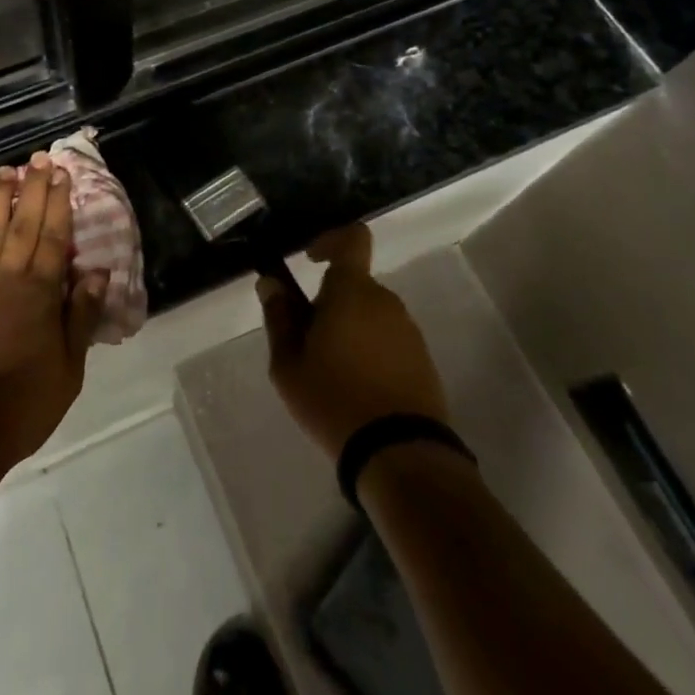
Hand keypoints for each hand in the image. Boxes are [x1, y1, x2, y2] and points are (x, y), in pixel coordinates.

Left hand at [0, 153, 109, 473]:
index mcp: (40, 293)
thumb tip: (98, 273)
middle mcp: (5, 279)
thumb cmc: (23, 405)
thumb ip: (81, 316)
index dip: (59, 204)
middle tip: (38, 160)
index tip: (62, 175)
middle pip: (22, 225)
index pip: (54, 237)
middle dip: (32, 190)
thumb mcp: (69, 368)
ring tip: (3, 173)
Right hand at [258, 224, 448, 456]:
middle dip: (329, 304)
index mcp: (353, 291)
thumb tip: (271, 283)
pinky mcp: (423, 361)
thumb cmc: (334, 399)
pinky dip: (370, 352)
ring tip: (331, 374)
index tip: (310, 261)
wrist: (400, 455)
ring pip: (370, 315)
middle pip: (353, 286)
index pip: (352, 239)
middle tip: (307, 343)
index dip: (330, 240)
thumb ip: (279, 317)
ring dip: (349, 330)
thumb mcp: (288, 364)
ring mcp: (409, 331)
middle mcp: (386, 301)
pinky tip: (358, 390)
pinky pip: (388, 340)